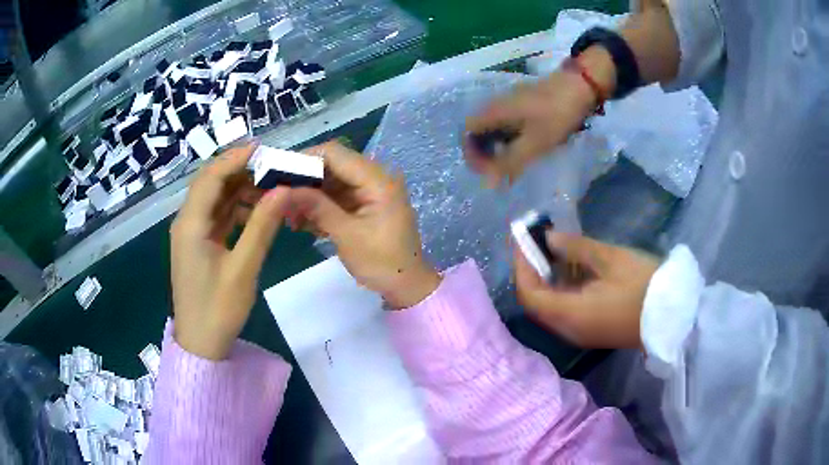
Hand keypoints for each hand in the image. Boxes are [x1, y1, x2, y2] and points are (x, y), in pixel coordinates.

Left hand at [170, 143, 289, 359]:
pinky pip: (217, 216)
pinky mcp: (198, 244)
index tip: (265, 149)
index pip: (211, 177)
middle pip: (211, 183)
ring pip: (215, 199)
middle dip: (240, 171)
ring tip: (270, 188)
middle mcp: (187, 221)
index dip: (236, 158)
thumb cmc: (218, 309)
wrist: (201, 343)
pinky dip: (236, 209)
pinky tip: (257, 211)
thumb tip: (284, 190)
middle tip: (273, 167)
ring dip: (240, 190)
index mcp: (191, 224)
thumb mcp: (243, 268)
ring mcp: (191, 233)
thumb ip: (262, 226)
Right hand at [289, 142, 440, 308]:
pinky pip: (336, 197)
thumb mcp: (347, 235)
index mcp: (377, 179)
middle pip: (331, 166)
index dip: (304, 158)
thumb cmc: (382, 262)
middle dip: (304, 180)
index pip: (335, 153)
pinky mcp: (364, 205)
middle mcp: (374, 178)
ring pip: (331, 182)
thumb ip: (317, 208)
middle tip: (278, 197)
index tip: (278, 173)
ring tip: (288, 216)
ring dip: (309, 196)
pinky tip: (302, 222)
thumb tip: (284, 189)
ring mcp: (369, 191)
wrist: (407, 285)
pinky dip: (319, 207)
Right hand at [465, 48, 614, 185]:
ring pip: (493, 127)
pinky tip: (524, 148)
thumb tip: (487, 183)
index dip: (471, 153)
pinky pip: (506, 123)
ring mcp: (509, 102)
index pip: (467, 132)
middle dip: (484, 153)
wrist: (579, 86)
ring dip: (497, 147)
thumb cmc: (556, 114)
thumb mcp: (535, 142)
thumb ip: (510, 162)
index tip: (486, 171)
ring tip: (512, 165)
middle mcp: (496, 104)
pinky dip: (509, 138)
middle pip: (478, 130)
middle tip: (499, 172)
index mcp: (494, 111)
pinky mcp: (522, 103)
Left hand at [514, 231, 658, 348]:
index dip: (521, 266)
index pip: (529, 295)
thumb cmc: (645, 285)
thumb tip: (549, 238)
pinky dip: (562, 289)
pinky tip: (571, 267)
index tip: (522, 240)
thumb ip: (576, 248)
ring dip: (547, 279)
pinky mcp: (592, 330)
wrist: (674, 316)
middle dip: (531, 271)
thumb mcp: (611, 259)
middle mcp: (569, 330)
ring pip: (552, 306)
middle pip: (537, 302)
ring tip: (552, 248)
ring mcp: (581, 333)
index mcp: (570, 315)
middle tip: (535, 241)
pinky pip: (567, 310)